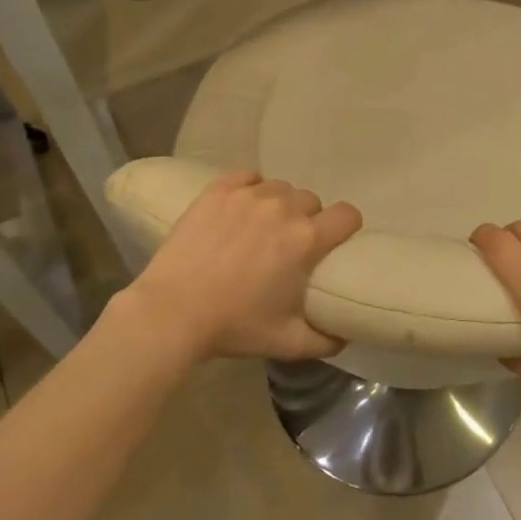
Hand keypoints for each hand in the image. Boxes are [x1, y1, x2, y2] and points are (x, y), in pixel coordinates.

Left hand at [122, 171, 361, 362]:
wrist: (172, 312)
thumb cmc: (234, 326)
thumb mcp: (288, 343)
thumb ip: (325, 340)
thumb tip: (344, 335)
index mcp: (306, 239)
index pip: (348, 214)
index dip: (346, 227)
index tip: (335, 242)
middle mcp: (283, 208)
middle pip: (312, 201)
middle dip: (308, 219)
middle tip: (290, 244)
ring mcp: (249, 195)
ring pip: (281, 188)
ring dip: (280, 204)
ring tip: (262, 227)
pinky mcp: (218, 190)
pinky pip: (248, 177)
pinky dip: (251, 188)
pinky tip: (241, 208)